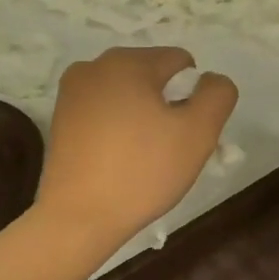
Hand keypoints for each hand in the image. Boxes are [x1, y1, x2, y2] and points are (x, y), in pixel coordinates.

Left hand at [36, 46, 237, 247]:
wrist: (78, 218)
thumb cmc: (142, 171)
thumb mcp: (198, 132)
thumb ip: (217, 95)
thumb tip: (211, 80)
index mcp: (126, 61)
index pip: (181, 63)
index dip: (194, 98)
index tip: (185, 135)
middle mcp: (93, 66)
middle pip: (152, 78)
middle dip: (168, 107)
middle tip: (168, 151)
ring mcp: (71, 93)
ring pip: (127, 97)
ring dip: (143, 119)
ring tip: (142, 160)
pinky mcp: (60, 121)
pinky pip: (104, 114)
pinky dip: (119, 131)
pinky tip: (119, 163)